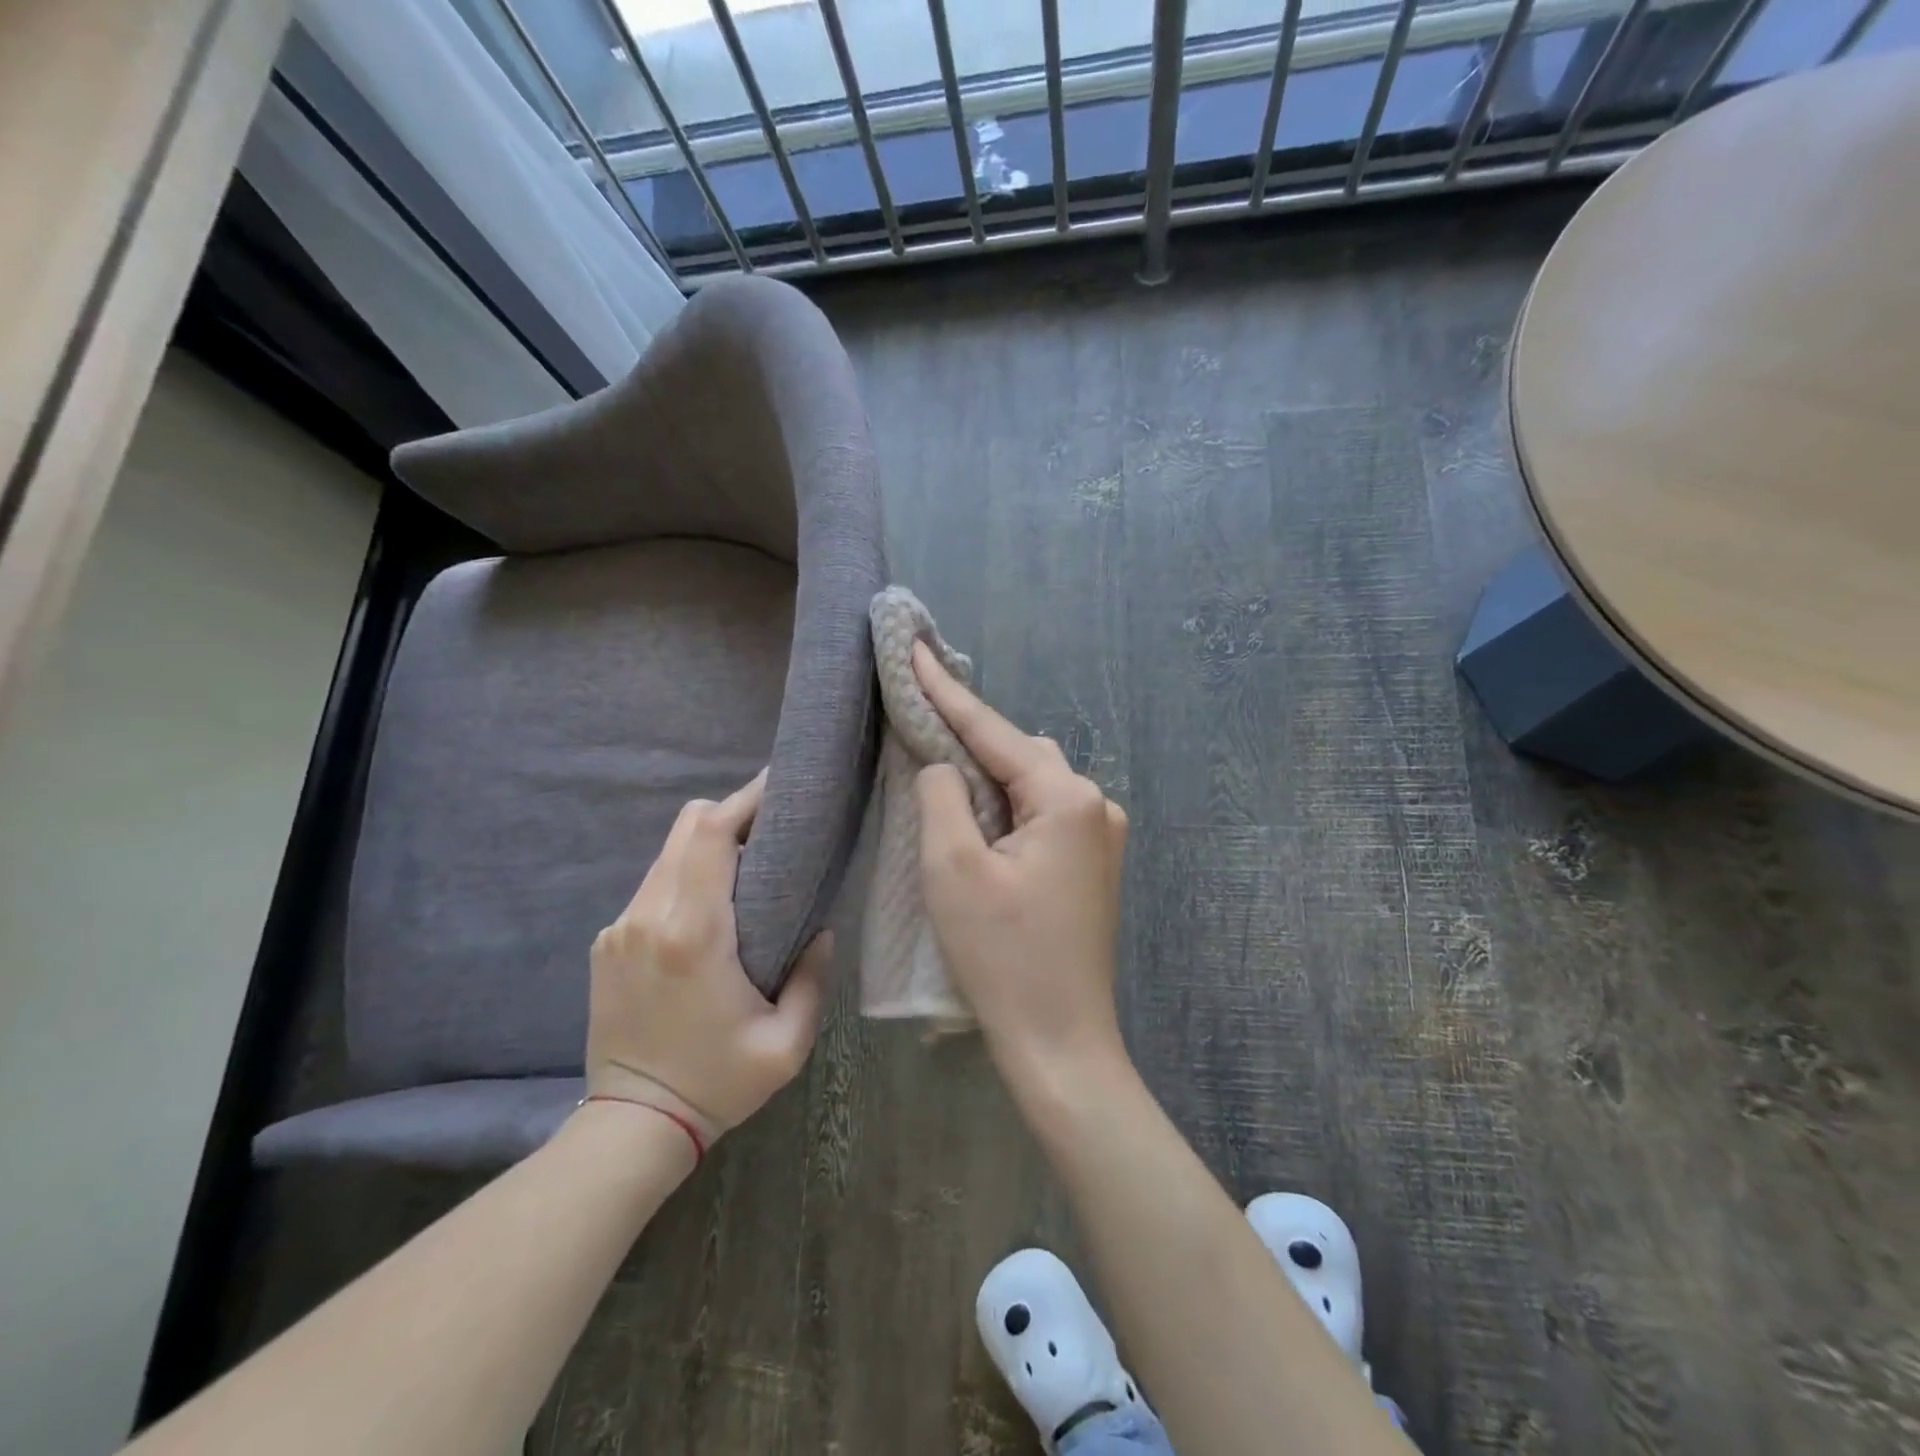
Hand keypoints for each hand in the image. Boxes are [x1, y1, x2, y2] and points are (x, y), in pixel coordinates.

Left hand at [585, 771, 831, 1144]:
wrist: (632, 1125)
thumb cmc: (717, 1083)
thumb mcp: (786, 1044)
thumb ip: (812, 978)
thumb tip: (820, 928)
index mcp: (694, 935)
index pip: (711, 835)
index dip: (745, 800)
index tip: (779, 786)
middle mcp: (648, 916)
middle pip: (687, 828)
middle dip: (730, 813)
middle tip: (771, 827)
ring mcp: (620, 927)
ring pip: (668, 853)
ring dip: (708, 847)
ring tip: (746, 866)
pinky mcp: (606, 941)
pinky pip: (652, 885)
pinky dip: (684, 878)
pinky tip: (708, 909)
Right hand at [912, 641, 1129, 1088]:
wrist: (1061, 1043)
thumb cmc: (1003, 958)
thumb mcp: (953, 869)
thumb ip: (942, 795)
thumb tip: (943, 764)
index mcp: (1068, 798)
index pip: (994, 731)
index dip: (946, 690)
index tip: (913, 648)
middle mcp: (1097, 805)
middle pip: (1019, 753)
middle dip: (968, 736)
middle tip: (917, 719)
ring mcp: (1102, 837)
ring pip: (1032, 783)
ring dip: (988, 775)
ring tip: (940, 770)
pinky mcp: (1093, 865)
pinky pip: (1043, 814)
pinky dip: (1006, 806)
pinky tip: (978, 816)